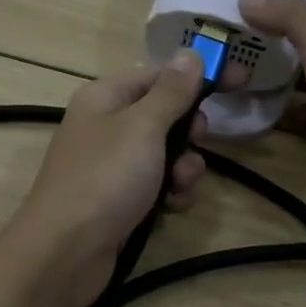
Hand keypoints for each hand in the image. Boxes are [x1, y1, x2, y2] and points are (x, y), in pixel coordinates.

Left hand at [6, 52, 211, 306]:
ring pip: (166, 153)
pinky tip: (172, 208)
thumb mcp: (142, 127)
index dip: (199, 75)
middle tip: (196, 141)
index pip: (160, 74)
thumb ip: (171, 92)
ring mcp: (112, 165)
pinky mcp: (120, 199)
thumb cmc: (104, 178)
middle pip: (165, 114)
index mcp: (105, 97)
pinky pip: (157, 185)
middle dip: (189, 130)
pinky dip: (170, 193)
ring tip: (179, 184)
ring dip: (184, 167)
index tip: (241, 79)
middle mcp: (106, 125)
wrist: (65, 252)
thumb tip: (190, 54)